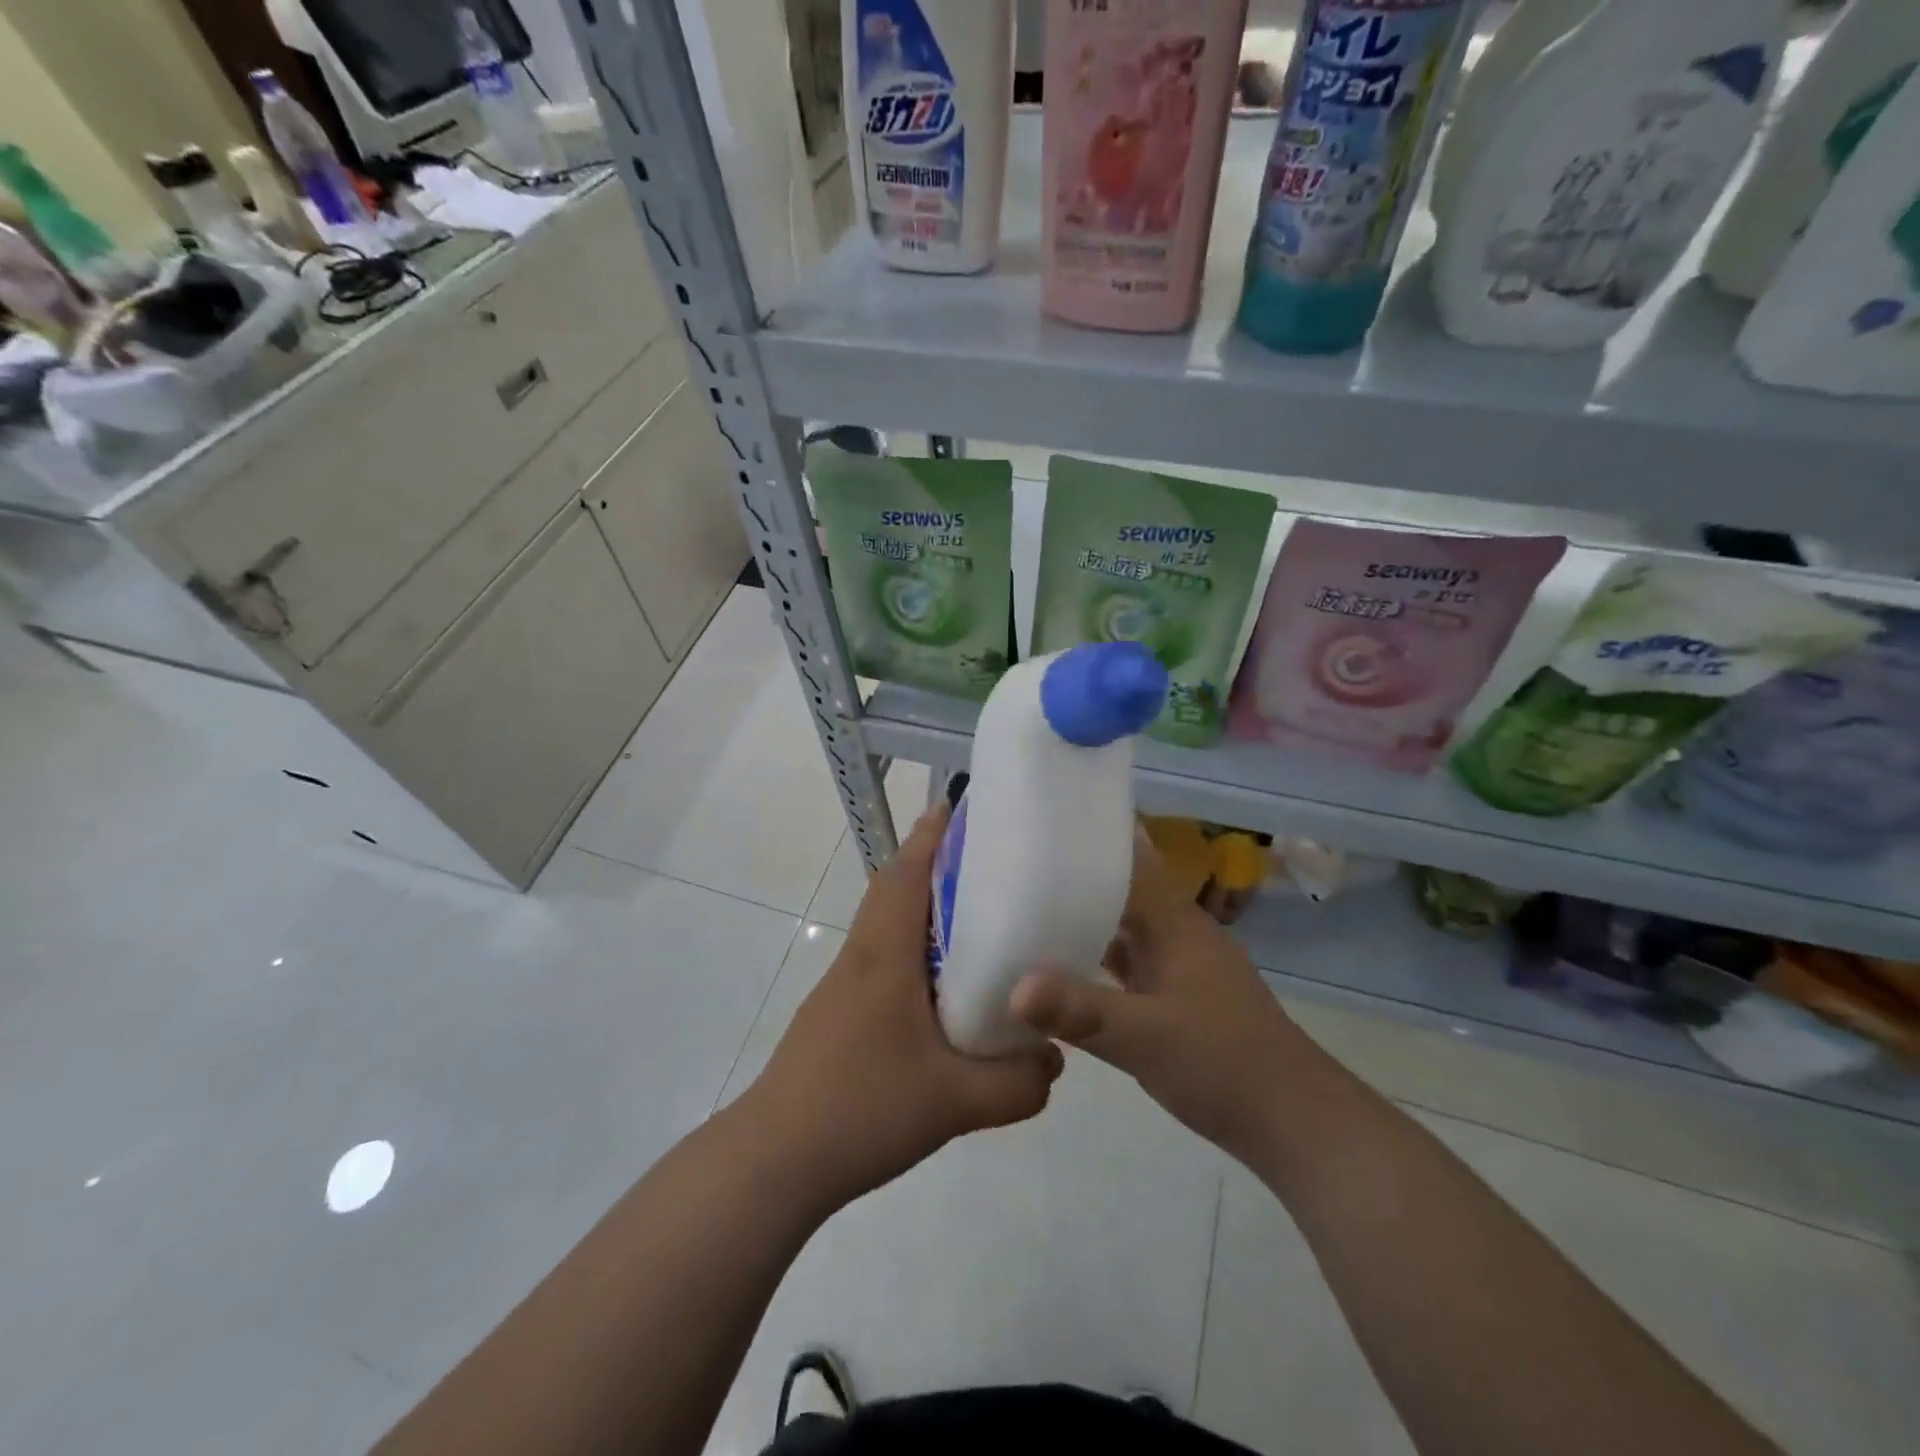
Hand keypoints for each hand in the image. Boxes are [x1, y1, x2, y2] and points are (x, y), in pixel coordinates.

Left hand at [744, 801, 1063, 1214]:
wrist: (775, 1158)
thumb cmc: (861, 1109)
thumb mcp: (954, 1102)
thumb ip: (1016, 1083)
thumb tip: (1055, 1060)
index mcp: (884, 955)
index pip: (905, 874)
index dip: (931, 837)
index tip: (959, 806)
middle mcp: (862, 957)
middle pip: (894, 890)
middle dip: (933, 863)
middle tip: (987, 860)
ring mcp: (844, 986)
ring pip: (887, 925)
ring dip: (922, 906)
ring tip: (977, 916)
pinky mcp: (839, 1013)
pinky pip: (883, 959)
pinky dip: (914, 947)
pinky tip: (944, 986)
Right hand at [1010, 831, 1306, 1162]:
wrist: (1293, 1122)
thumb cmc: (1223, 1063)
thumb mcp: (1145, 1037)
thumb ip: (1080, 1011)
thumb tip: (1012, 988)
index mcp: (1173, 922)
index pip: (1128, 859)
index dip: (1087, 839)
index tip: (1038, 824)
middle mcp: (1174, 933)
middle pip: (1118, 890)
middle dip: (1071, 878)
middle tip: (1011, 866)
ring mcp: (1176, 966)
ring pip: (1120, 928)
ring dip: (1080, 919)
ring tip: (1020, 909)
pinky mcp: (1173, 999)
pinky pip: (1123, 964)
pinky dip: (1092, 959)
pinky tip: (1057, 969)